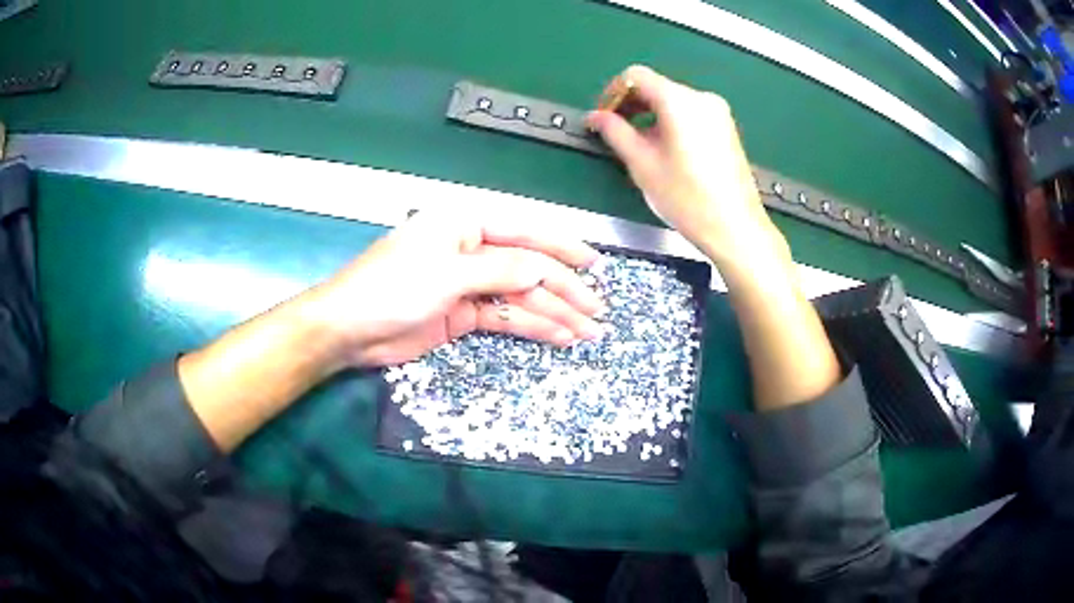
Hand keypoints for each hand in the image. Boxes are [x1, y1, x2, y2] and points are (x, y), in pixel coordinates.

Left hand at [301, 212, 605, 367]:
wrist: (350, 331)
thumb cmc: (391, 288)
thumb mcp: (446, 273)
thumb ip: (500, 270)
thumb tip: (546, 269)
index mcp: (464, 225)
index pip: (524, 233)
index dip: (562, 249)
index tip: (594, 265)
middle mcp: (471, 250)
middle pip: (528, 269)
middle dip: (564, 291)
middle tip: (597, 313)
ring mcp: (469, 285)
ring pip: (521, 297)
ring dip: (554, 314)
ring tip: (587, 333)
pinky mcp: (464, 315)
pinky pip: (506, 318)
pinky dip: (531, 328)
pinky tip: (558, 337)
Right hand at [587, 65, 786, 271]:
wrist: (734, 228)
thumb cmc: (688, 198)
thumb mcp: (642, 164)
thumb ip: (614, 132)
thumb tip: (596, 117)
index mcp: (679, 101)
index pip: (635, 76)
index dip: (613, 93)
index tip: (604, 116)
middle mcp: (701, 99)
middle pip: (655, 87)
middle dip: (631, 105)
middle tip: (616, 133)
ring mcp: (718, 113)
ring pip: (672, 101)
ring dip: (650, 116)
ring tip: (640, 147)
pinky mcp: (726, 128)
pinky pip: (690, 114)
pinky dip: (671, 123)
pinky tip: (665, 151)